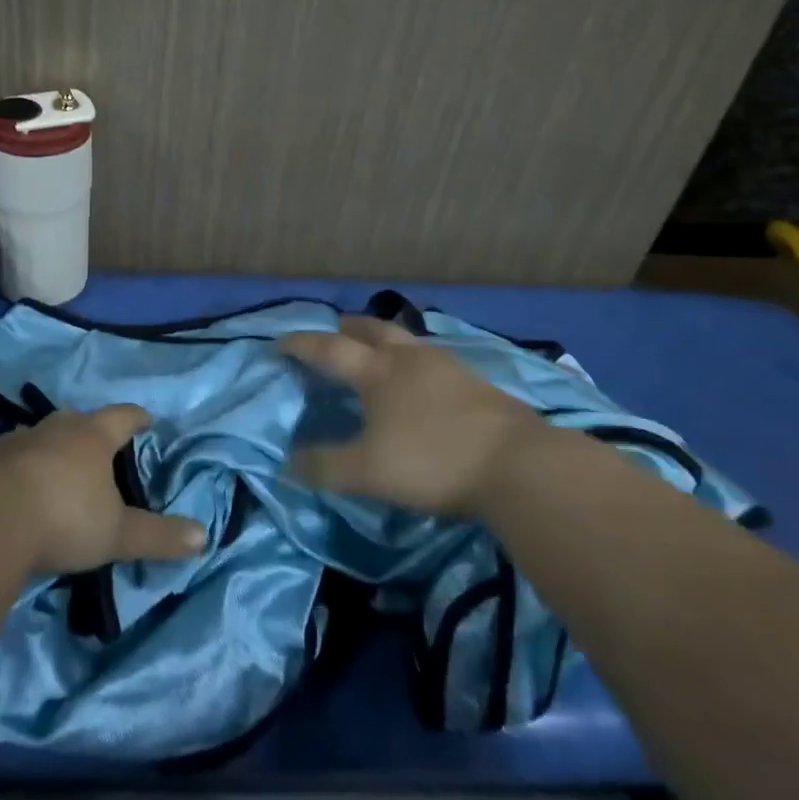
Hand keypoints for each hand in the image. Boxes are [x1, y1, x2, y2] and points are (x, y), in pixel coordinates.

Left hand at [0, 404, 206, 574]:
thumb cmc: (66, 517)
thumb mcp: (118, 533)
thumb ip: (159, 535)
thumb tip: (204, 536)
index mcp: (94, 435)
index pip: (123, 416)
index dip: (138, 418)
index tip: (147, 420)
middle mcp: (57, 427)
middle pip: (80, 420)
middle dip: (92, 431)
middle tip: (101, 447)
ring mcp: (19, 439)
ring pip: (43, 435)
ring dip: (54, 447)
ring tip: (60, 466)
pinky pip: (13, 457)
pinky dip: (22, 467)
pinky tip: (21, 488)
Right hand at [280, 317, 541, 516]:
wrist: (518, 465)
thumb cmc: (433, 461)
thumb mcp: (368, 472)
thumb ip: (325, 467)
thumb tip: (287, 464)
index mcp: (378, 372)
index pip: (329, 350)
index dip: (302, 344)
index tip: (280, 342)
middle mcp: (409, 359)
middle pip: (372, 330)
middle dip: (348, 327)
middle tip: (334, 330)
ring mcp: (447, 366)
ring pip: (407, 341)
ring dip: (385, 340)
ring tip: (379, 351)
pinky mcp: (477, 383)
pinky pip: (434, 359)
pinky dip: (416, 360)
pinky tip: (423, 380)